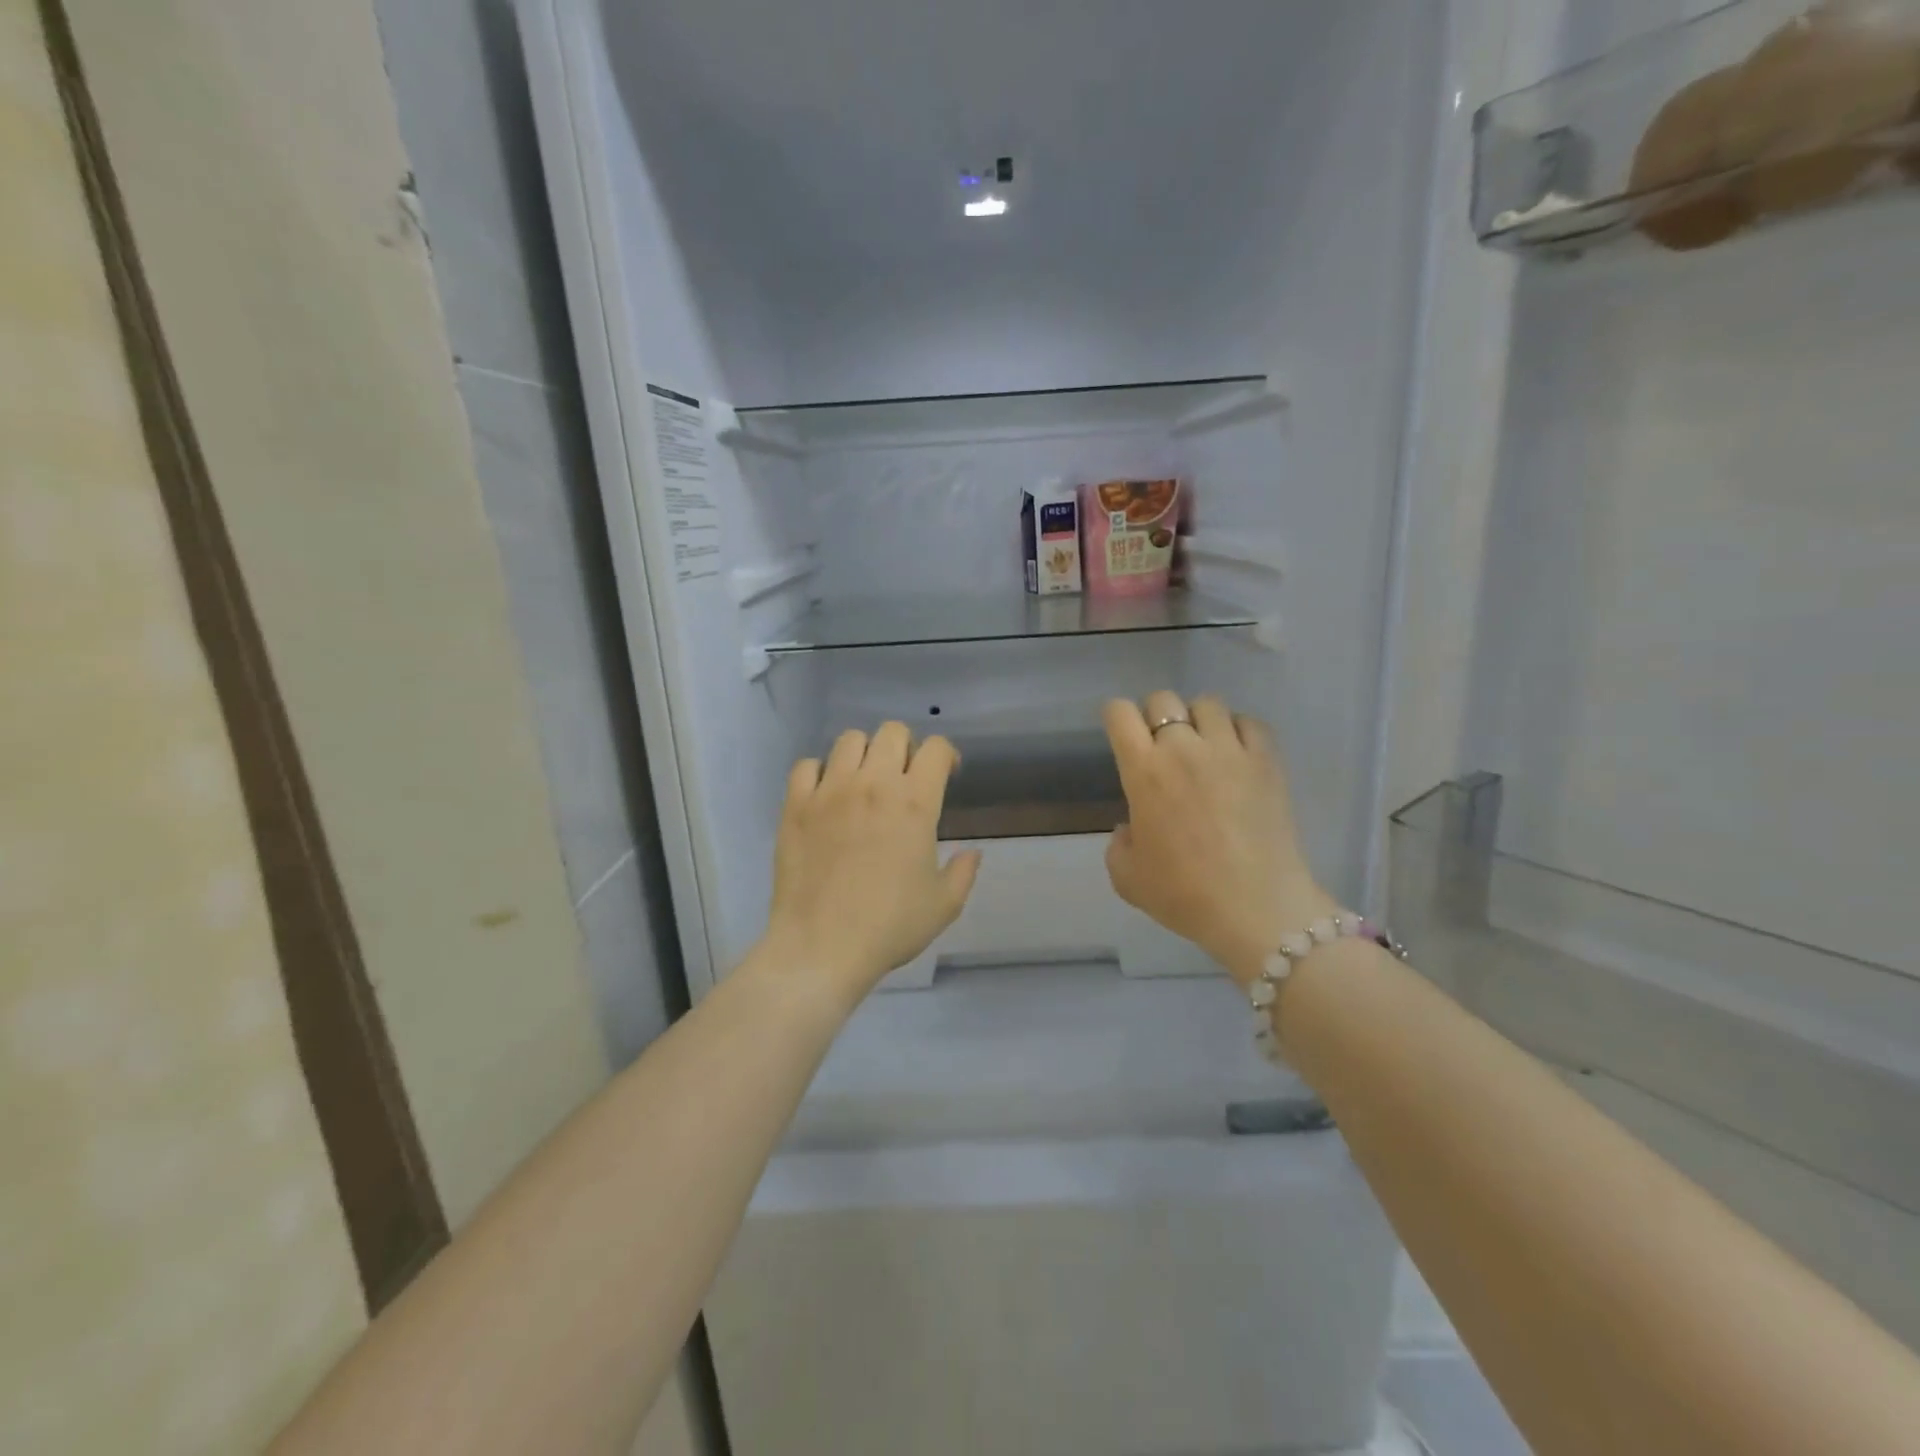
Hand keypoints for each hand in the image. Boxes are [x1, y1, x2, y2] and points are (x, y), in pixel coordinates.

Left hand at [761, 723, 981, 1007]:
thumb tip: (973, 853)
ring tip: (864, 781)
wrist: (822, 947)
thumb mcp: (943, 906)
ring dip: (864, 754)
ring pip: (849, 740)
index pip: (935, 748)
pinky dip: (819, 772)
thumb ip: (963, 872)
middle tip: (904, 776)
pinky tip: (826, 795)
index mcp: (915, 802)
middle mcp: (873, 784)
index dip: (945, 755)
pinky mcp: (795, 805)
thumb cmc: (889, 926)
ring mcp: (829, 791)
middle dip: (905, 747)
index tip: (945, 774)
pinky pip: (806, 765)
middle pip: (892, 732)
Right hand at [1103, 692, 1336, 986]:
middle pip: (1163, 699)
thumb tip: (1132, 827)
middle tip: (1163, 747)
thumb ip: (1119, 843)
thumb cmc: (1185, 894)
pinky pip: (1250, 722)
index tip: (1122, 735)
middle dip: (1156, 717)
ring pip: (1208, 703)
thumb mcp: (1127, 877)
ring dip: (1199, 720)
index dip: (1116, 717)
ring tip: (1203, 747)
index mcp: (1144, 771)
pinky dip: (1239, 730)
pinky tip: (1237, 755)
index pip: (1120, 713)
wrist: (1257, 909)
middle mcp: (1184, 748)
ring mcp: (1230, 750)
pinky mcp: (1267, 761)